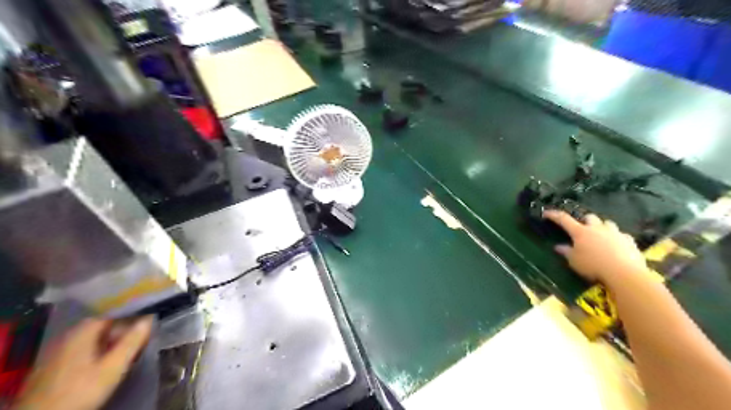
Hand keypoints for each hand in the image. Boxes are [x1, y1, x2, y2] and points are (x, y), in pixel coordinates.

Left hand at [13, 316, 152, 408]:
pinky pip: (78, 352)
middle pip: (98, 327)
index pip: (110, 315)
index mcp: (81, 333)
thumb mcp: (113, 367)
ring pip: (88, 340)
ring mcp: (54, 354)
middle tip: (137, 338)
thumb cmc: (81, 390)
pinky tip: (101, 363)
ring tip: (123, 350)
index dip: (129, 317)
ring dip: (107, 342)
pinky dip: (93, 352)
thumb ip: (131, 342)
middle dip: (119, 330)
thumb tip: (148, 320)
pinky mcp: (49, 369)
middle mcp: (66, 338)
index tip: (145, 323)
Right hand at [538, 210, 647, 282]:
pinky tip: (616, 245)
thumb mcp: (574, 261)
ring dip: (602, 227)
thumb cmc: (593, 266)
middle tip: (582, 229)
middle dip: (584, 221)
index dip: (554, 215)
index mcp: (580, 232)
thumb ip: (566, 252)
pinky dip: (616, 238)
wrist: (624, 273)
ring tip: (600, 236)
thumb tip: (558, 247)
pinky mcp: (629, 240)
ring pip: (607, 223)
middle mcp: (597, 228)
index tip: (546, 213)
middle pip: (589, 217)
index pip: (564, 219)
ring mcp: (614, 233)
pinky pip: (621, 235)